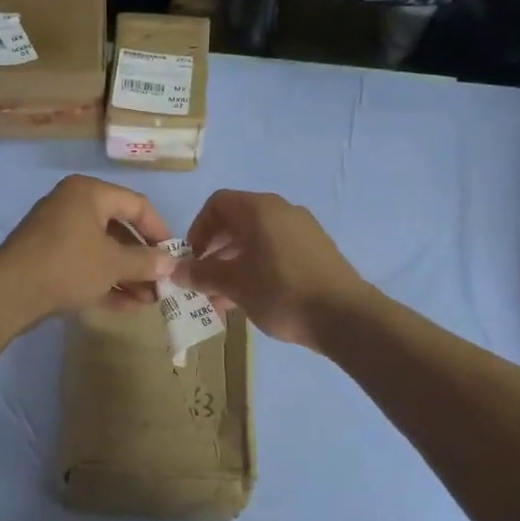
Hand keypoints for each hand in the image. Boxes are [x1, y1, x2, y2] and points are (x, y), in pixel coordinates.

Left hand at [0, 176, 176, 321]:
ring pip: (102, 252)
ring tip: (149, 301)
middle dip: (142, 260)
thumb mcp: (113, 264)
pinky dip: (104, 282)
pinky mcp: (48, 260)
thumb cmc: (68, 265)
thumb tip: (170, 263)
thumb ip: (145, 262)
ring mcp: (57, 234)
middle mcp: (72, 206)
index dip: (159, 230)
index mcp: (89, 193)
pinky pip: (84, 266)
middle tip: (162, 283)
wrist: (10, 291)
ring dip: (127, 276)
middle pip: (119, 230)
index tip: (174, 255)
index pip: (136, 204)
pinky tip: (127, 307)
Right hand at [175, 190, 369, 349]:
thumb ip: (201, 274)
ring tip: (224, 297)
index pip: (217, 204)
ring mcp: (304, 229)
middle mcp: (282, 210)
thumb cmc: (281, 292)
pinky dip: (258, 267)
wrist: (345, 316)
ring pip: (257, 239)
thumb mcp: (233, 284)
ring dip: (234, 263)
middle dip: (215, 250)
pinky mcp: (317, 250)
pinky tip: (254, 298)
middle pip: (237, 221)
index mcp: (259, 209)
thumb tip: (174, 270)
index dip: (198, 229)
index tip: (192, 259)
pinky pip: (277, 250)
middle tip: (204, 280)